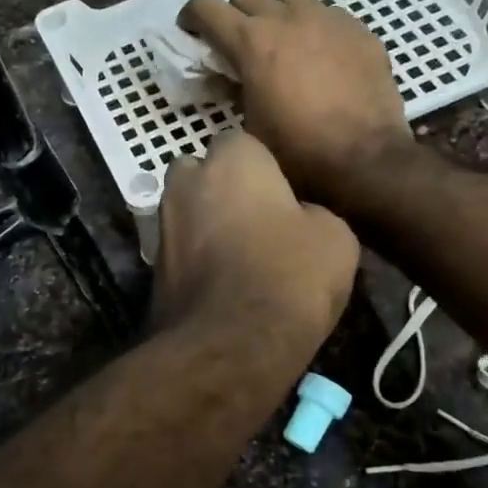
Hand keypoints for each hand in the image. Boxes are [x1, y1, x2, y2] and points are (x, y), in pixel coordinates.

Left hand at [151, 131, 358, 356]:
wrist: (229, 346)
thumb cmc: (289, 276)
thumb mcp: (335, 237)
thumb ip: (311, 212)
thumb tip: (297, 217)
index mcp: (231, 160)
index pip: (242, 142)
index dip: (263, 167)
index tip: (283, 195)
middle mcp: (187, 183)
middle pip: (202, 172)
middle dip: (221, 188)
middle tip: (256, 220)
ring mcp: (162, 226)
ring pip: (187, 213)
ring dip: (206, 225)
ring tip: (240, 257)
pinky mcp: (151, 269)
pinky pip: (180, 252)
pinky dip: (196, 261)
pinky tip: (222, 286)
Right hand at [179, 0, 411, 207]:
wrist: (366, 159)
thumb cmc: (298, 151)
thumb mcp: (250, 127)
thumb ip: (234, 92)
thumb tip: (229, 79)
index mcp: (251, 42)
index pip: (206, 6)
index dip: (192, 16)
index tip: (192, 32)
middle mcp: (287, 18)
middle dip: (235, 17)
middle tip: (238, 47)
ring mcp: (327, 19)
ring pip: (290, 0)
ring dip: (277, 17)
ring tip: (283, 46)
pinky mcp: (359, 30)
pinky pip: (327, 16)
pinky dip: (314, 30)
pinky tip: (321, 58)